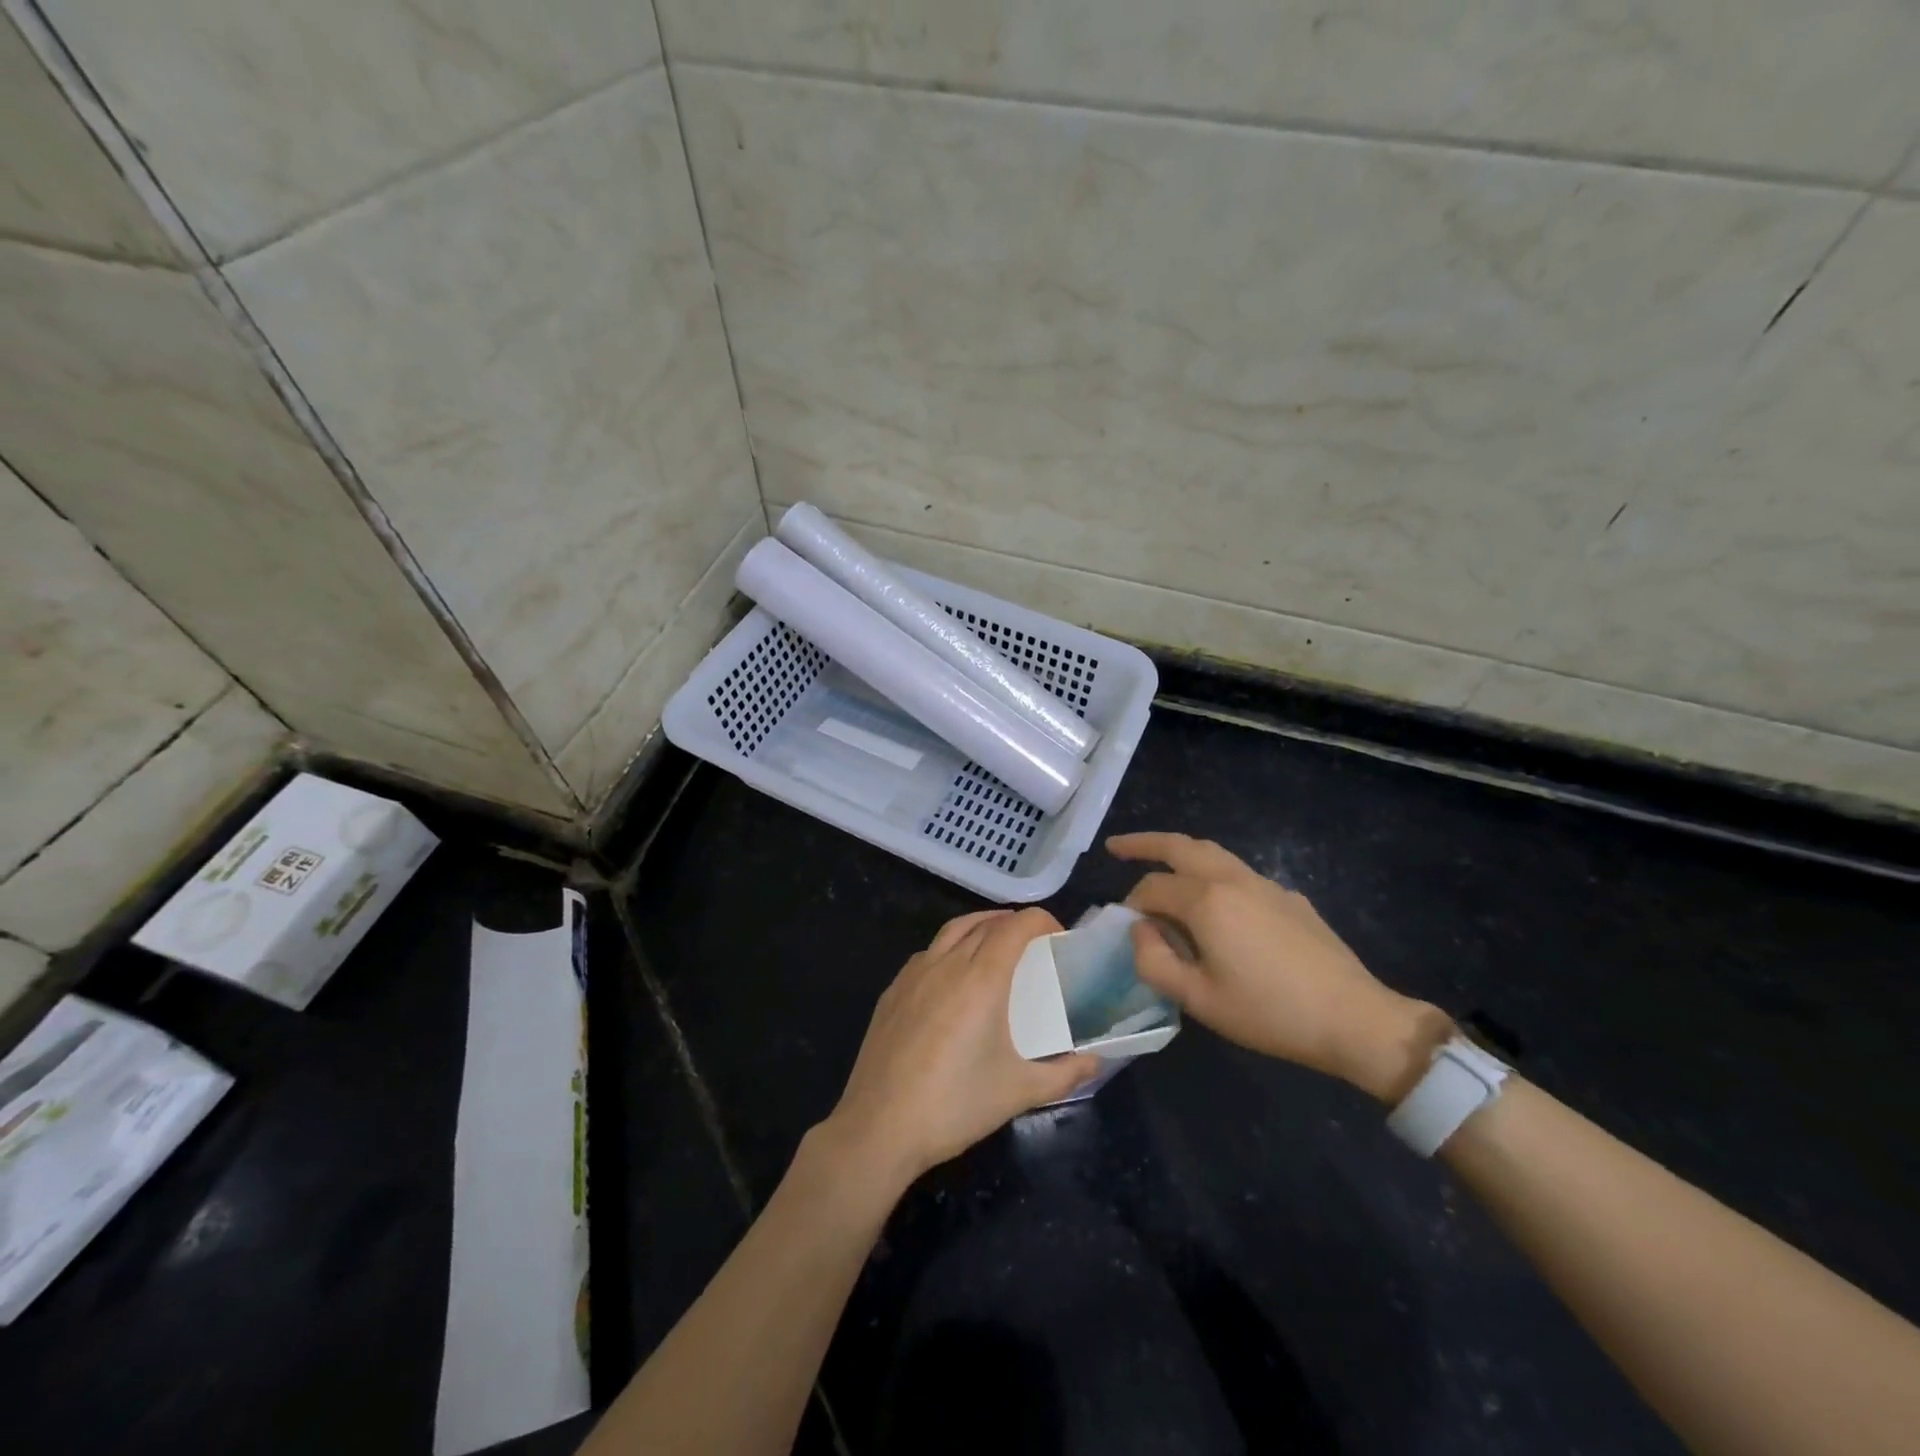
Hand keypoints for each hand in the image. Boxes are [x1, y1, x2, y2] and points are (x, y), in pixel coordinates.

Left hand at [823, 907, 1101, 1185]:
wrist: (879, 1127)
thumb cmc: (955, 1105)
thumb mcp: (1018, 1091)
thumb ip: (1063, 1074)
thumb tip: (1095, 1062)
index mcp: (981, 978)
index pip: (1016, 926)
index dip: (1041, 920)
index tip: (1058, 936)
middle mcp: (947, 963)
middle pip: (985, 922)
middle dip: (1013, 923)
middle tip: (1033, 944)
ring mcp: (914, 974)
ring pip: (952, 930)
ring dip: (979, 926)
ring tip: (996, 945)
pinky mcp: (892, 991)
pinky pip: (927, 953)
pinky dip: (949, 948)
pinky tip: (954, 977)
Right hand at [1109, 832, 1451, 1100]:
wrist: (1354, 1019)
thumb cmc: (1269, 1013)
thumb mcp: (1199, 1000)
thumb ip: (1155, 962)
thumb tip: (1141, 932)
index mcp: (1206, 900)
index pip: (1152, 887)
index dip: (1131, 906)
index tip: (1127, 931)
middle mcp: (1232, 879)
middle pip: (1180, 846)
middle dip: (1144, 843)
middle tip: (1116, 848)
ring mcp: (1265, 884)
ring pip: (1212, 852)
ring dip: (1180, 852)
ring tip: (1161, 862)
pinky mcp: (1289, 897)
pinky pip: (1239, 874)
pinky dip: (1212, 874)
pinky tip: (1218, 906)